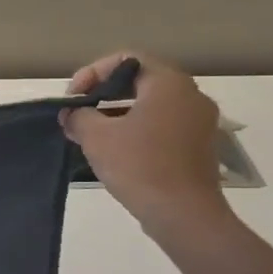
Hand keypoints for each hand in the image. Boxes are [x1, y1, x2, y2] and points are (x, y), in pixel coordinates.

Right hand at [60, 52, 230, 236]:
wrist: (183, 214)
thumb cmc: (139, 165)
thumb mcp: (96, 136)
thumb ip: (79, 116)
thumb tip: (72, 114)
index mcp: (168, 83)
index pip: (126, 59)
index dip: (92, 73)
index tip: (74, 98)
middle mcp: (190, 95)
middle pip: (139, 80)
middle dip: (103, 94)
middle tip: (78, 113)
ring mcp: (200, 121)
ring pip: (150, 104)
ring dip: (118, 113)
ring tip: (91, 133)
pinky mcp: (199, 145)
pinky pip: (163, 125)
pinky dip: (137, 129)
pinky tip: (115, 150)